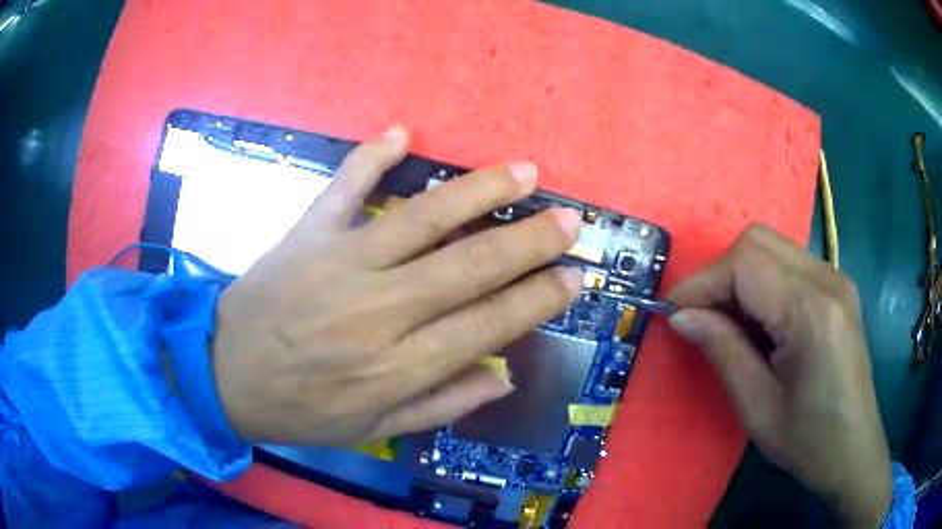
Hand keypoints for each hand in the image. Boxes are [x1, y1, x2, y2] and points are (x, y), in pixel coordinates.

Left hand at [211, 127, 582, 446]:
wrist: (221, 375)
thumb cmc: (298, 411)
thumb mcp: (372, 429)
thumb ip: (441, 404)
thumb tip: (502, 375)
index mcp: (397, 366)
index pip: (488, 325)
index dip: (538, 299)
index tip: (573, 276)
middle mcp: (378, 309)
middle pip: (470, 265)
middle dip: (530, 240)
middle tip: (569, 219)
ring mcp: (340, 263)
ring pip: (424, 216)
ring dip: (480, 191)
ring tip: (524, 172)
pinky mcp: (306, 233)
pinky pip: (343, 185)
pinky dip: (371, 155)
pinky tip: (401, 132)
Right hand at [667, 223, 890, 526]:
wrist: (854, 448)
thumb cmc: (807, 441)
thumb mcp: (757, 408)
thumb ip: (722, 351)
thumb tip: (681, 316)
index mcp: (811, 311)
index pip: (745, 263)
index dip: (702, 281)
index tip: (672, 312)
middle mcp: (827, 279)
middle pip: (758, 241)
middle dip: (720, 273)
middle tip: (702, 318)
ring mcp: (836, 278)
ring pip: (772, 247)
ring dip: (740, 277)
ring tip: (729, 323)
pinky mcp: (837, 286)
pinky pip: (789, 263)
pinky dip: (762, 282)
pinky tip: (761, 322)